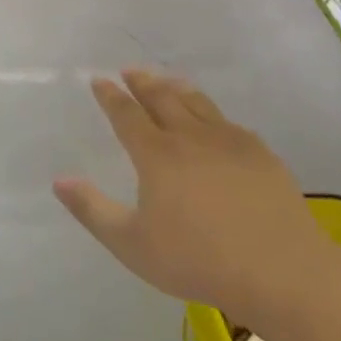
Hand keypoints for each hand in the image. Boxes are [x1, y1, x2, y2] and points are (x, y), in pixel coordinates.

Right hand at [53, 69, 326, 314]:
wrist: (280, 270)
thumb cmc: (197, 260)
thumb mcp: (131, 244)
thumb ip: (92, 210)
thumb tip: (59, 180)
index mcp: (157, 155)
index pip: (127, 115)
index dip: (111, 96)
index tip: (99, 81)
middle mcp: (191, 137)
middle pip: (162, 98)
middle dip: (142, 82)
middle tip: (130, 70)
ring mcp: (230, 142)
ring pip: (198, 103)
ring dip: (176, 88)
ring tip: (166, 80)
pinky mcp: (261, 154)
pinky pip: (228, 122)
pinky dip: (211, 111)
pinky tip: (214, 119)